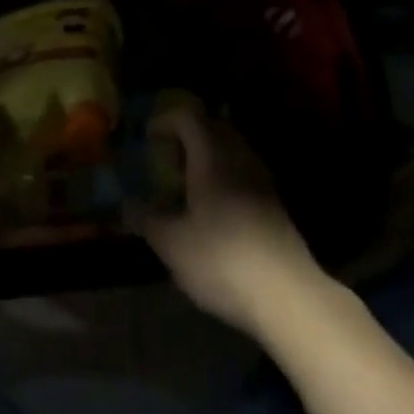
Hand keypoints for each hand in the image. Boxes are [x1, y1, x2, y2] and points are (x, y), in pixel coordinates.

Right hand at [134, 104, 327, 339]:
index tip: (147, 139)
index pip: (188, 117)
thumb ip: (146, 219)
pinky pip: (243, 172)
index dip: (165, 121)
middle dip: (187, 136)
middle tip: (166, 159)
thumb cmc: (221, 259)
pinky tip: (212, 208)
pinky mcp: (275, 203)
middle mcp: (240, 158)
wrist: (287, 295)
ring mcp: (262, 179)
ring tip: (186, 185)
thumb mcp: (172, 244)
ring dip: (207, 157)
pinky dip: (224, 176)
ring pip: (231, 150)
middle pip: (213, 128)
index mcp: (212, 157)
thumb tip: (126, 204)